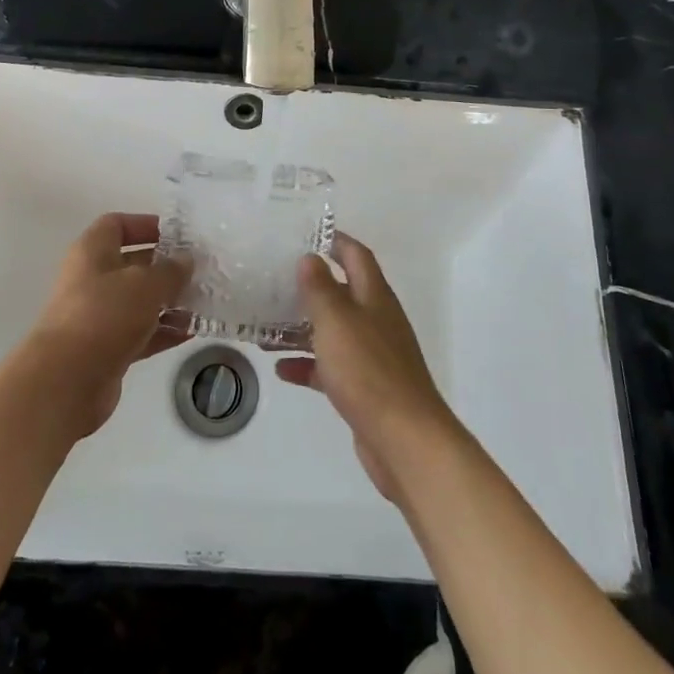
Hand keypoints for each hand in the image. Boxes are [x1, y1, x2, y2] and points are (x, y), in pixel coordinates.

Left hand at [17, 213, 190, 441]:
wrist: (67, 380)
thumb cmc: (104, 314)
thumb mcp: (145, 284)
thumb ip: (170, 270)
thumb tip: (186, 260)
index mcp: (92, 252)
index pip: (116, 225)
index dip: (145, 225)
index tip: (177, 235)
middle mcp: (92, 279)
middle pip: (132, 264)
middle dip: (165, 267)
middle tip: (199, 270)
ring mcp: (98, 316)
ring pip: (139, 301)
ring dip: (169, 301)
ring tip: (203, 302)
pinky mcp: (106, 349)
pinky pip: (141, 333)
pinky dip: (164, 331)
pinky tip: (192, 331)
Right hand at [275, 233, 460, 501]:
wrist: (404, 440)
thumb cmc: (368, 371)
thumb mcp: (337, 321)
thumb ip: (320, 288)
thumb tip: (310, 257)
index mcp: (374, 297)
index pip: (356, 256)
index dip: (336, 241)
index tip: (306, 234)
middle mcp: (376, 320)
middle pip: (343, 292)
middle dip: (312, 285)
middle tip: (275, 279)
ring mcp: (372, 355)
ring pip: (334, 331)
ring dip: (304, 327)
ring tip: (268, 323)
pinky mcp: (365, 388)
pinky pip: (332, 367)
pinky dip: (308, 365)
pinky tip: (281, 369)